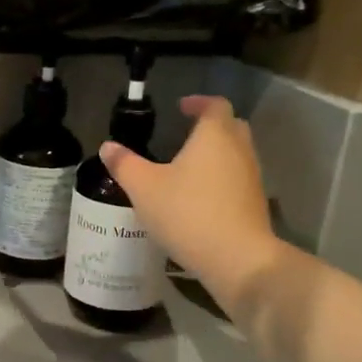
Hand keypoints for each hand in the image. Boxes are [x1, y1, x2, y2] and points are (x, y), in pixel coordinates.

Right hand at [100, 96, 285, 311]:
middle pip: (231, 126)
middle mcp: (239, 150)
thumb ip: (124, 164)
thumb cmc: (187, 213)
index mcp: (214, 136)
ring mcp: (251, 177)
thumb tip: (107, 147)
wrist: (236, 259)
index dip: (198, 102)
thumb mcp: (144, 188)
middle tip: (185, 133)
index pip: (215, 105)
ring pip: (236, 154)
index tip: (181, 107)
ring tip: (187, 166)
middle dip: (210, 125)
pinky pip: (237, 178)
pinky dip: (221, 177)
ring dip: (216, 153)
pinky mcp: (254, 203)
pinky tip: (198, 196)